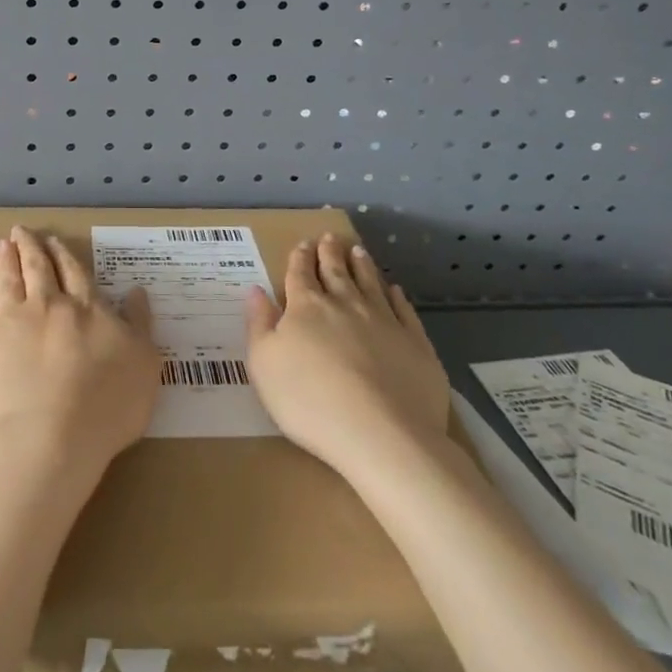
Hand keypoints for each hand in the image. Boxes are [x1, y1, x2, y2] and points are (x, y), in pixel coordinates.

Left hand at [0, 226, 158, 474]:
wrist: (49, 438)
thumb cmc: (106, 405)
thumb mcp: (143, 363)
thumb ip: (139, 324)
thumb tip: (137, 290)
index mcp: (85, 308)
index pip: (73, 272)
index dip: (62, 254)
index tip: (53, 240)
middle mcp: (46, 305)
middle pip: (37, 268)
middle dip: (30, 247)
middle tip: (21, 231)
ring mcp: (10, 323)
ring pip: (8, 282)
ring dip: (5, 261)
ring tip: (2, 245)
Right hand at [245, 233, 449, 474]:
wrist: (381, 435)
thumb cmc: (309, 401)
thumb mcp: (264, 364)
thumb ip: (259, 324)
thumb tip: (255, 290)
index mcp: (306, 307)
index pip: (300, 274)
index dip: (300, 257)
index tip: (302, 244)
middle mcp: (345, 304)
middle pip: (336, 271)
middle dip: (330, 252)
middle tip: (330, 236)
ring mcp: (384, 321)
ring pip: (371, 283)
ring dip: (362, 265)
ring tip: (358, 251)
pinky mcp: (415, 344)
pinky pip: (404, 311)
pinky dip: (398, 297)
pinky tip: (396, 291)